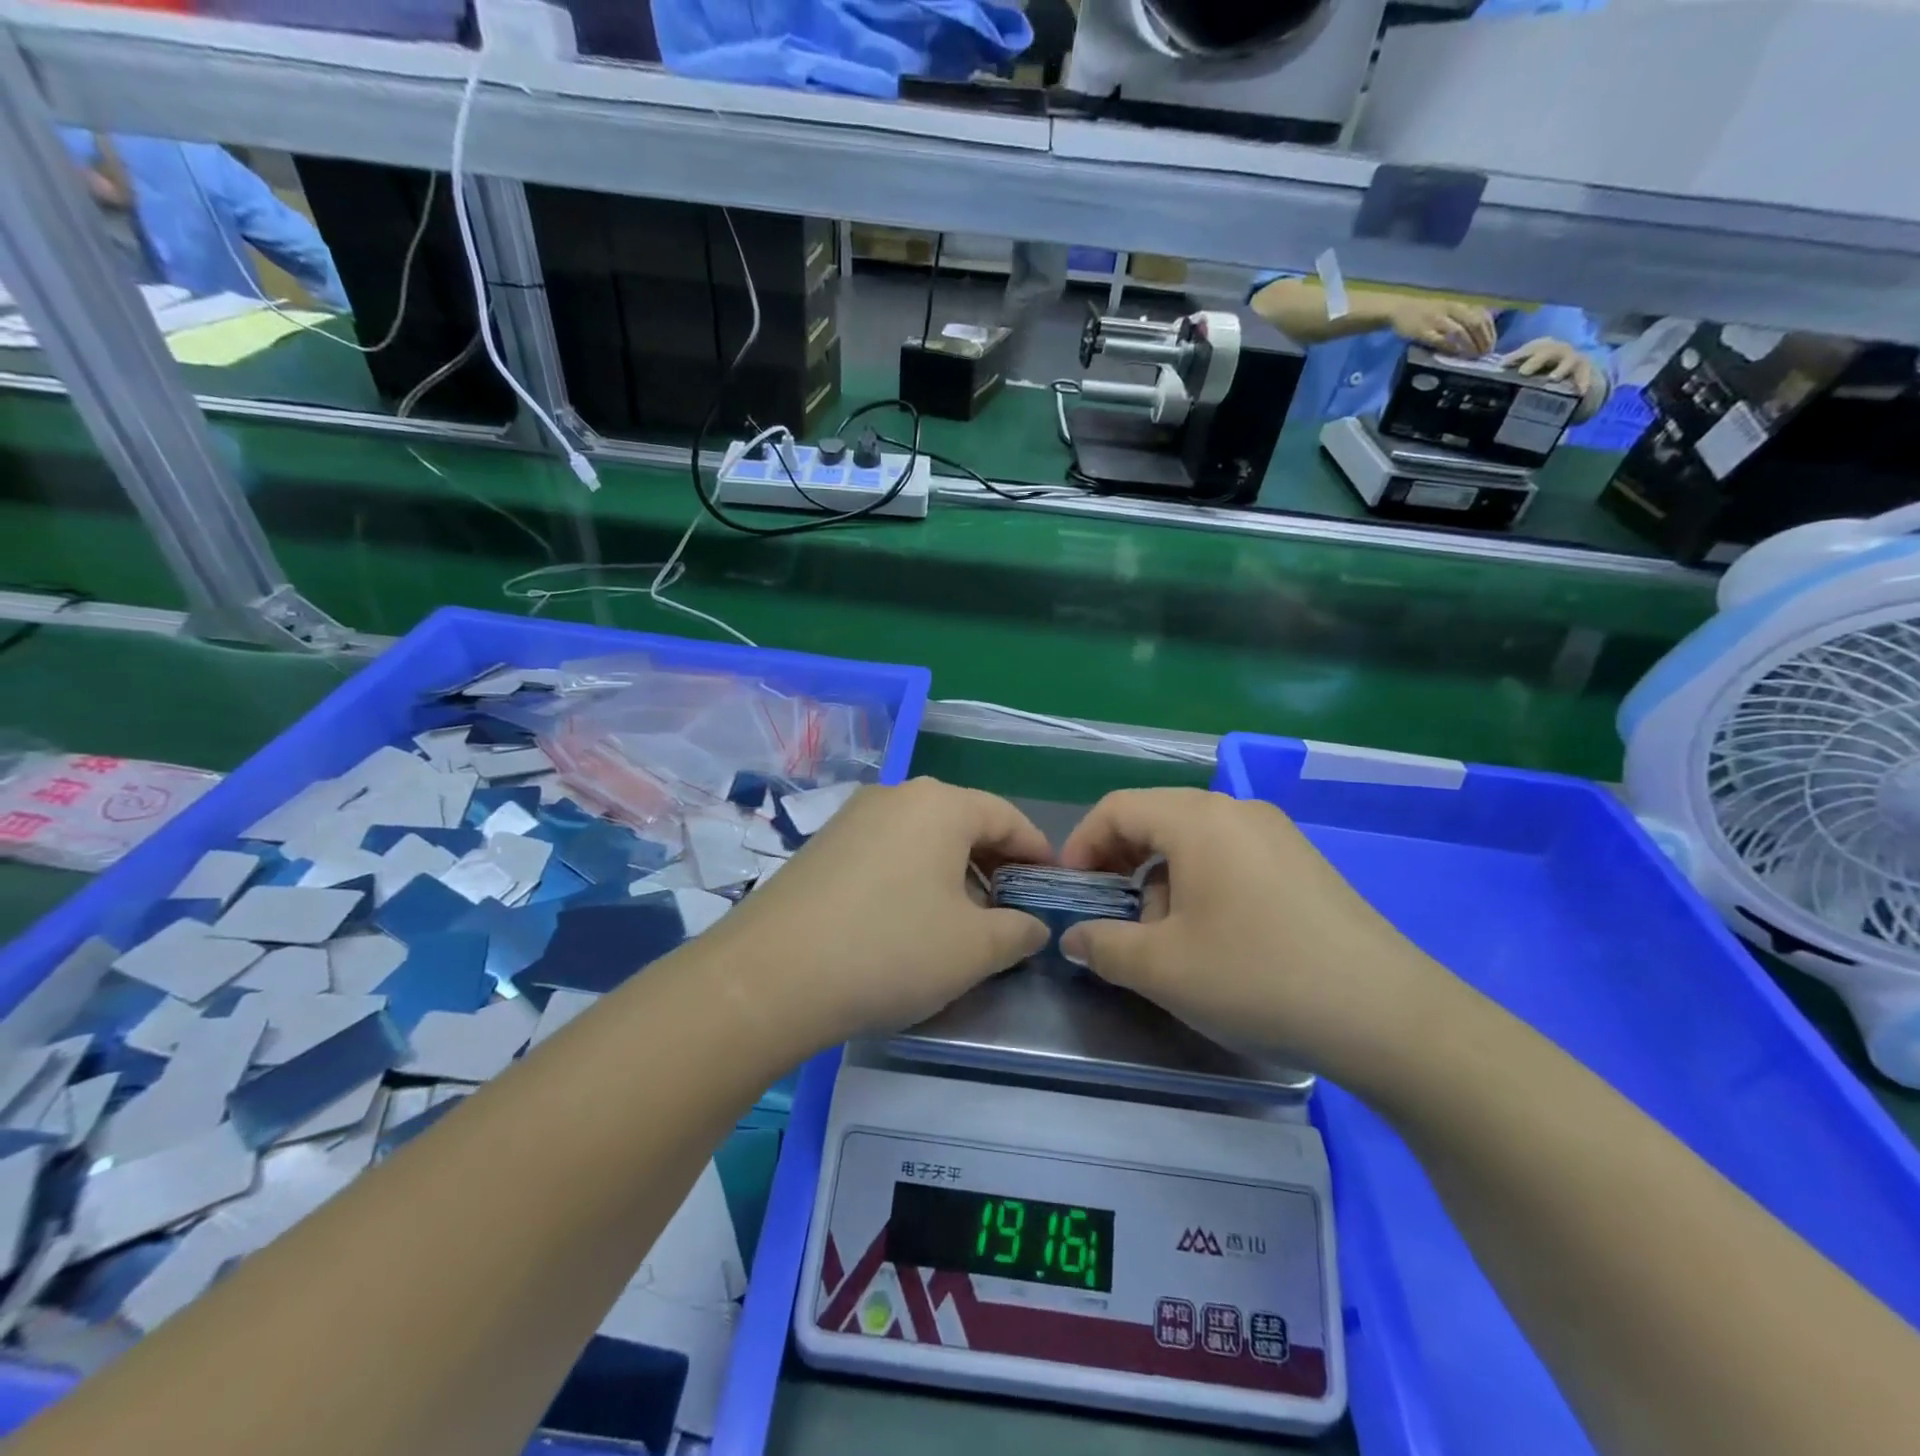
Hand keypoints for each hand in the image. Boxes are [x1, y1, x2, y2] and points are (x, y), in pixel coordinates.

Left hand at [707, 778, 1050, 1051]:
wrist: (769, 976)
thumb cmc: (890, 949)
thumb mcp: (974, 949)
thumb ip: (1018, 931)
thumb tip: (1033, 925)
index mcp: (940, 804)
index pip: (1007, 817)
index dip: (1038, 852)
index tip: (1053, 887)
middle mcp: (896, 796)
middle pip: (963, 823)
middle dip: (994, 865)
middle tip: (1011, 910)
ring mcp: (852, 818)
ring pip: (923, 838)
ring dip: (952, 874)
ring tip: (962, 922)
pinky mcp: (821, 846)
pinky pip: (886, 853)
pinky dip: (912, 878)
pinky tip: (907, 922)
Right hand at [1058, 788, 1456, 1083]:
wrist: (1387, 1016)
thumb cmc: (1258, 977)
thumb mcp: (1163, 968)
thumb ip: (1104, 946)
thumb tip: (1074, 937)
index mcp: (1198, 819)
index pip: (1117, 807)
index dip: (1081, 844)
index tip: (1071, 891)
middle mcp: (1237, 811)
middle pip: (1156, 818)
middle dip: (1120, 862)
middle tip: (1108, 912)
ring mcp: (1277, 835)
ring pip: (1194, 840)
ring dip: (1160, 878)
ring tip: (1163, 935)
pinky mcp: (1302, 864)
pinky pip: (1231, 856)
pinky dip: (1201, 883)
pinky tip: (1213, 937)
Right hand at [1382, 295, 1496, 356]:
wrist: (1400, 309)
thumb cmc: (1426, 311)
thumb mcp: (1449, 308)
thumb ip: (1464, 317)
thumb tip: (1480, 334)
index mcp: (1461, 303)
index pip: (1483, 316)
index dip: (1490, 332)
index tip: (1491, 346)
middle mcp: (1452, 309)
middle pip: (1474, 323)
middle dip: (1482, 340)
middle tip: (1483, 355)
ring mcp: (1437, 320)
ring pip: (1459, 332)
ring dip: (1468, 346)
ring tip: (1472, 358)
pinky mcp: (1422, 331)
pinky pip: (1440, 340)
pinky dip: (1450, 348)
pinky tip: (1455, 355)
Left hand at [1503, 337, 1603, 409]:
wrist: (1571, 370)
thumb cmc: (1539, 371)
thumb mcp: (1525, 369)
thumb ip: (1509, 374)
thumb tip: (1484, 383)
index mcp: (1538, 348)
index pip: (1527, 349)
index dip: (1516, 356)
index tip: (1503, 365)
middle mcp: (1555, 350)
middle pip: (1546, 351)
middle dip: (1535, 360)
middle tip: (1524, 372)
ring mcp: (1571, 358)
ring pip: (1568, 360)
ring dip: (1561, 368)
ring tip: (1552, 378)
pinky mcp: (1584, 368)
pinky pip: (1584, 375)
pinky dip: (1582, 382)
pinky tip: (1580, 392)